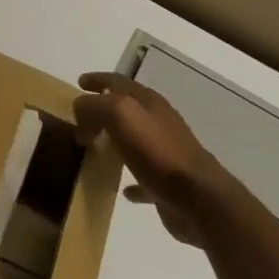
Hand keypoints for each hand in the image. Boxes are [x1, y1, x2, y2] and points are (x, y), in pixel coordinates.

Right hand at [74, 72, 227, 246]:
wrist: (199, 199)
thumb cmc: (158, 152)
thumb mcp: (120, 115)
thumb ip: (96, 106)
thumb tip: (81, 110)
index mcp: (149, 102)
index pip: (118, 81)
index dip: (98, 79)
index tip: (79, 83)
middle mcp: (158, 122)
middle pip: (126, 109)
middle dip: (101, 111)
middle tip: (80, 122)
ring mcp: (165, 152)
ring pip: (133, 140)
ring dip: (114, 140)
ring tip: (93, 148)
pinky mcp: (167, 182)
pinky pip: (143, 175)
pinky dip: (130, 178)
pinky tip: (121, 188)